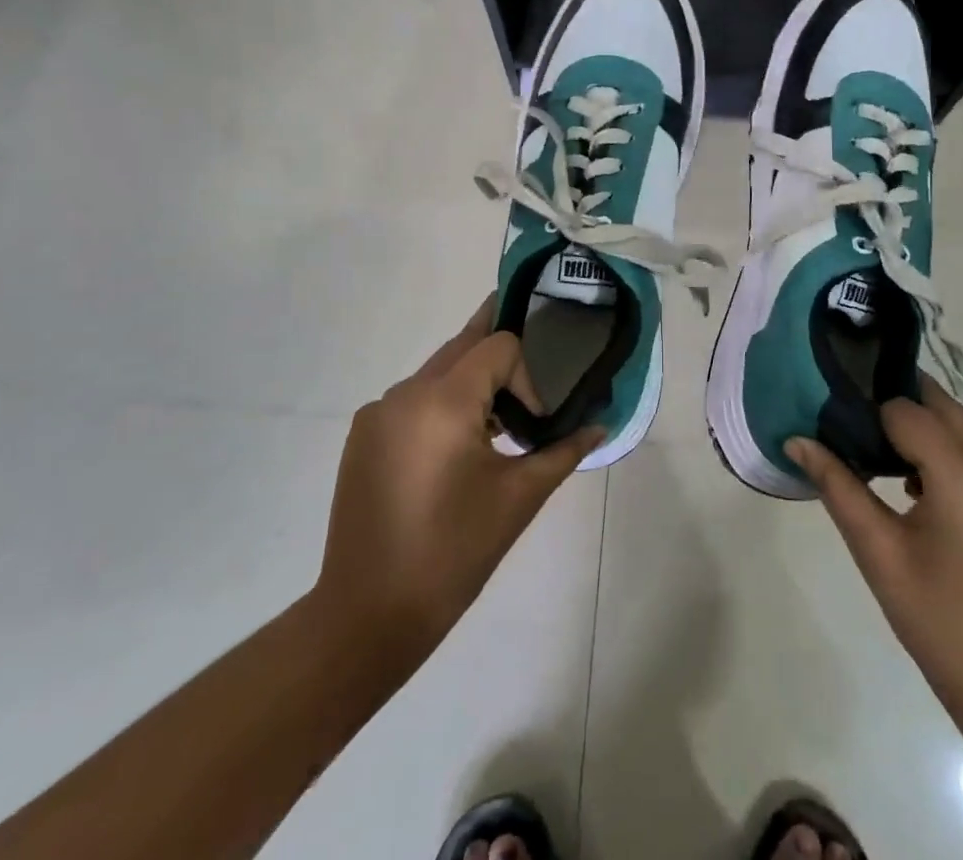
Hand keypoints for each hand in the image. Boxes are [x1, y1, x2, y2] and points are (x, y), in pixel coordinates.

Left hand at [315, 302, 601, 685]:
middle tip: (527, 385)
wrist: (369, 614)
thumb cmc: (454, 553)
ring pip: (437, 372)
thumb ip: (563, 451)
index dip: (527, 376)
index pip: (498, 346)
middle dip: (500, 361)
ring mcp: (378, 412)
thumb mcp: (519, 498)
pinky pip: (413, 398)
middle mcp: (405, 392)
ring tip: (493, 430)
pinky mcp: (363, 435)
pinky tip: (452, 454)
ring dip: (471, 385)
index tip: (534, 425)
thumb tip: (600, 427)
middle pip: (464, 346)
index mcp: (443, 401)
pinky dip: (440, 406)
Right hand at [786, 380, 962, 728]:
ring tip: (924, 499)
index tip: (861, 450)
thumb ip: (837, 485)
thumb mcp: (879, 553)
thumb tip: (796, 440)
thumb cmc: (941, 623)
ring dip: (947, 448)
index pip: (905, 410)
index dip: (876, 424)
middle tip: (885, 461)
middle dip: (911, 424)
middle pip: (945, 410)